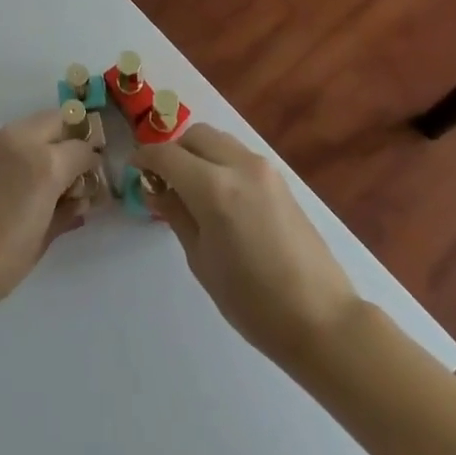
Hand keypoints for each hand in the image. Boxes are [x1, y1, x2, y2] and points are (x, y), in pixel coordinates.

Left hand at [0, 109, 97, 318]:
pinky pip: (0, 141)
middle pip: (55, 120)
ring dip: (39, 143)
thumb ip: (65, 212)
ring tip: (33, 180)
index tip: (89, 182)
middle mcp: (18, 141)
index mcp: (44, 164)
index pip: (81, 149)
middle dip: (67, 139)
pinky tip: (3, 186)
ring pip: (26, 127)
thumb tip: (79, 200)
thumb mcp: (40, 242)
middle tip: (67, 171)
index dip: (91, 165)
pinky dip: (12, 153)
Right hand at [134, 124, 357, 369]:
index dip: (144, 158)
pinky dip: (219, 161)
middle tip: (163, 181)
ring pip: (218, 140)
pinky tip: (219, 195)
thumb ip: (176, 214)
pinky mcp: (280, 179)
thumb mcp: (202, 260)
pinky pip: (238, 154)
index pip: (166, 155)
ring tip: (191, 188)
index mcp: (213, 188)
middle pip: (194, 135)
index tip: (133, 170)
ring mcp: (263, 169)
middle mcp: (238, 165)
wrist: (322, 319)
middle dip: (173, 151)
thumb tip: (154, 188)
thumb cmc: (253, 302)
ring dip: (198, 152)